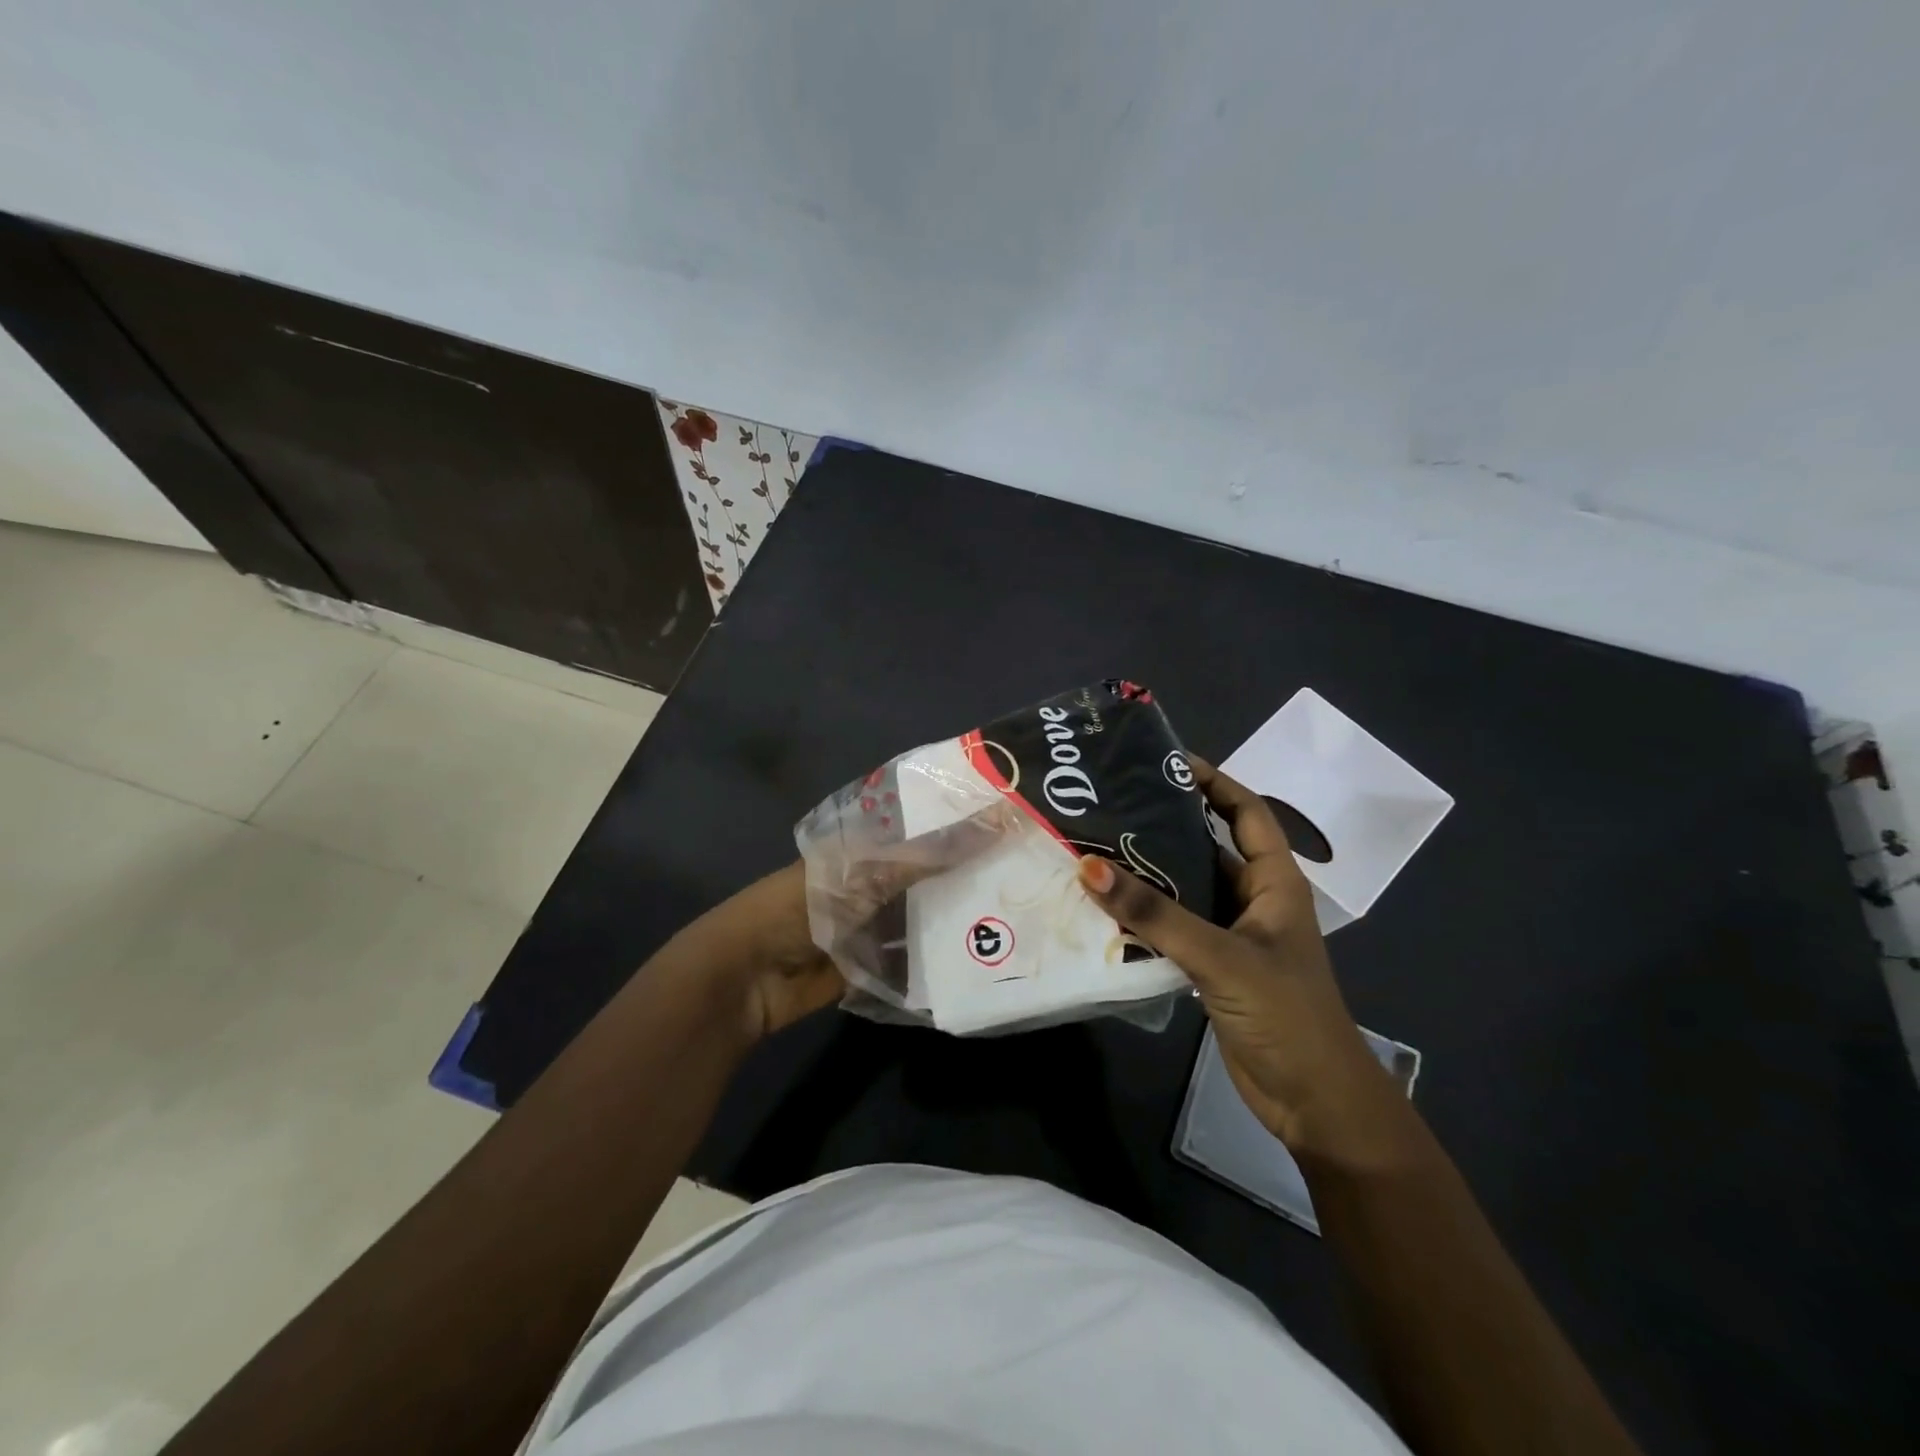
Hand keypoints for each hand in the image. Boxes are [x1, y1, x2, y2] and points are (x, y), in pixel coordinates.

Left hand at [698, 803, 1017, 1041]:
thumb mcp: (864, 873)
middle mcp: (870, 885)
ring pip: (923, 920)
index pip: (921, 831)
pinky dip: (937, 964)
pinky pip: (912, 963)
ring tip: (1013, 916)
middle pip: (927, 878)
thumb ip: (925, 855)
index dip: (960, 826)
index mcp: (864, 851)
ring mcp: (870, 928)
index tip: (1010, 821)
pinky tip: (980, 961)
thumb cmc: (802, 907)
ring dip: (956, 921)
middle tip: (1024, 872)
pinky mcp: (871, 969)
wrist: (748, 977)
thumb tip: (991, 820)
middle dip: (966, 876)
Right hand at [1077, 759, 1413, 1163]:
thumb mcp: (1220, 956)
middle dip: (1165, 826)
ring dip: (1148, 874)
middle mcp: (1254, 899)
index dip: (1213, 782)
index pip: (1246, 812)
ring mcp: (1233, 935)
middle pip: (1208, 847)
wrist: (1313, 1101)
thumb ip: (1154, 913)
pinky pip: (1174, 927)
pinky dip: (1145, 916)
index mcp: (1275, 882)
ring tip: (1096, 848)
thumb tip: (1088, 866)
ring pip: (1186, 889)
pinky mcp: (1214, 967)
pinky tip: (1106, 908)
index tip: (1166, 761)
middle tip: (1111, 804)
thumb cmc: (1285, 1014)